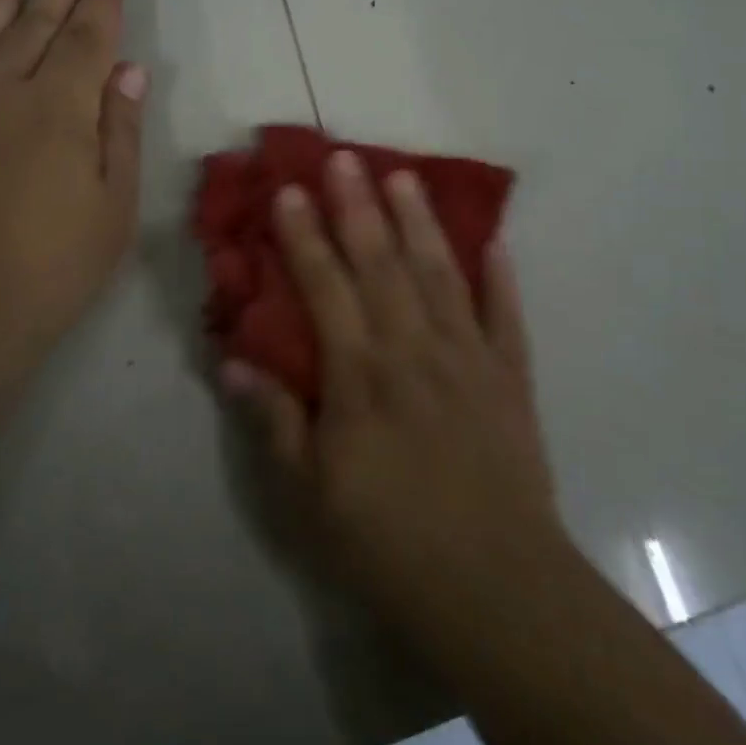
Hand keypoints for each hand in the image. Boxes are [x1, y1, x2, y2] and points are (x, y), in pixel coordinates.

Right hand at [222, 149, 562, 647]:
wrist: (494, 587)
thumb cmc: (388, 543)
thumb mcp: (308, 495)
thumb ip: (273, 421)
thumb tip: (234, 360)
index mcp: (361, 375)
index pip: (326, 286)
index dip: (304, 235)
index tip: (290, 190)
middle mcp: (413, 349)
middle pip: (382, 263)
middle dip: (359, 206)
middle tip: (345, 157)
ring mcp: (468, 357)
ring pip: (440, 273)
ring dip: (420, 222)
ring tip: (405, 175)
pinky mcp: (510, 377)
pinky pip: (505, 315)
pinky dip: (500, 276)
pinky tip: (494, 240)